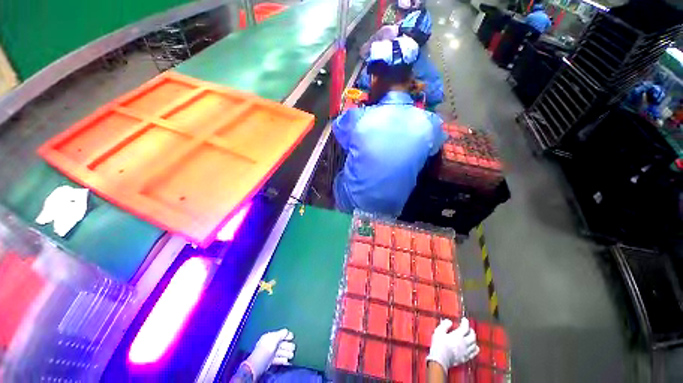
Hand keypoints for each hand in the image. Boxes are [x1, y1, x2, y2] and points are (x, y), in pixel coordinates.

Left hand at [243, 329, 295, 379]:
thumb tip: (287, 331)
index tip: (292, 337)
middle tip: (293, 348)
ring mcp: (270, 353)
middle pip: (281, 344)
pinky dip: (283, 360)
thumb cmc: (266, 348)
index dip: (286, 335)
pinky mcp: (270, 361)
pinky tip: (287, 361)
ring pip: (281, 352)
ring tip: (292, 356)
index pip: (280, 334)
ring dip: (287, 353)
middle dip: (288, 346)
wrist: (258, 364)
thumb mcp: (274, 338)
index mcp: (270, 337)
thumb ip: (281, 334)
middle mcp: (270, 344)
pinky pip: (278, 359)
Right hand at [426, 318, 478, 370]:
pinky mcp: (465, 358)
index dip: (465, 322)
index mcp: (458, 335)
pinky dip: (475, 349)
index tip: (464, 319)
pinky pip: (473, 354)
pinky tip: (473, 348)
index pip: (465, 327)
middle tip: (468, 328)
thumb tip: (449, 321)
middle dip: (471, 331)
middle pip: (472, 336)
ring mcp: (466, 352)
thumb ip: (444, 325)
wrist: (440, 359)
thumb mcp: (439, 331)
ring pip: (475, 345)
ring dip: (474, 340)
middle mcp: (464, 343)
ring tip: (471, 337)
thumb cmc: (439, 344)